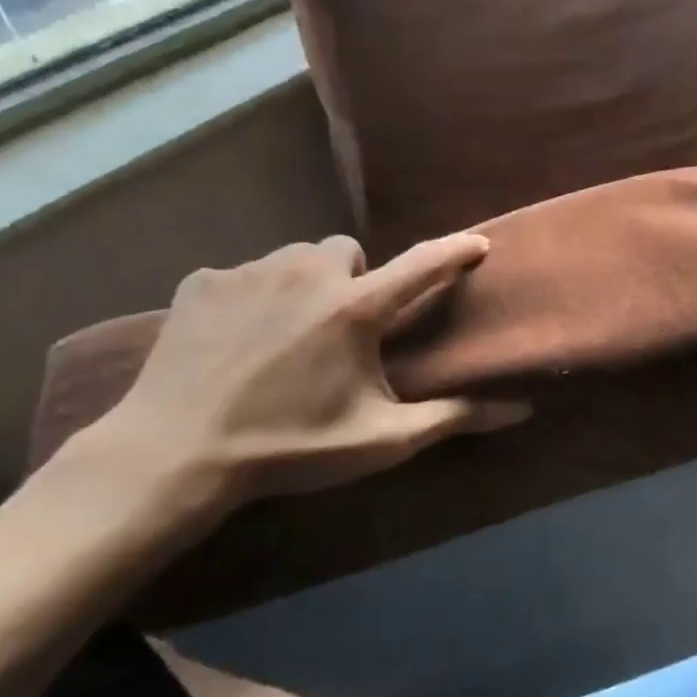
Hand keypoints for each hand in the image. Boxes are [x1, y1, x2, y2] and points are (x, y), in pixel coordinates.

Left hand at [95, 233, 527, 524]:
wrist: (175, 454)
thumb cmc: (290, 447)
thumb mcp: (381, 439)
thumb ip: (453, 417)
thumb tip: (521, 410)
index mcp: (356, 309)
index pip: (423, 265)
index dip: (456, 251)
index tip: (480, 242)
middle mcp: (308, 273)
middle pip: (350, 252)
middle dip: (356, 279)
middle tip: (343, 328)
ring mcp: (250, 272)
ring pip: (297, 259)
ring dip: (307, 285)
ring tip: (290, 335)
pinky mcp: (202, 281)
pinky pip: (246, 273)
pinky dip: (254, 297)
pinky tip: (238, 341)